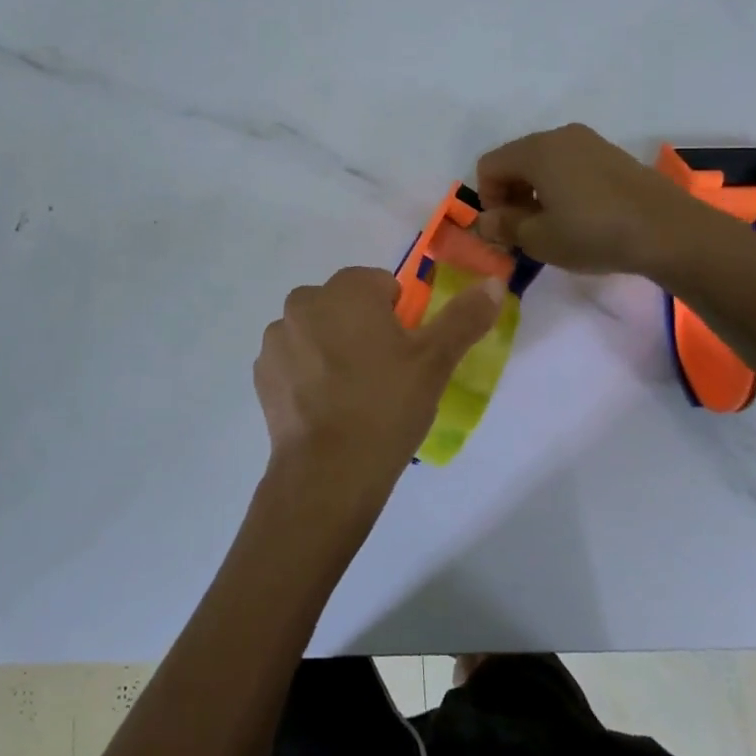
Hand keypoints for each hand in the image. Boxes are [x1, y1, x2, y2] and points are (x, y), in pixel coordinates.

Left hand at [253, 267, 502, 522]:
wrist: (328, 471)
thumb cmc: (386, 405)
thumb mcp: (435, 361)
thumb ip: (464, 317)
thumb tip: (494, 283)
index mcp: (345, 290)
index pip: (379, 285)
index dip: (398, 317)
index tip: (404, 354)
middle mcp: (303, 302)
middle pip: (344, 306)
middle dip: (362, 330)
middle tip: (383, 375)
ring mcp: (277, 338)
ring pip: (316, 332)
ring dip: (331, 349)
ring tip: (352, 397)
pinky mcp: (262, 373)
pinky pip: (294, 361)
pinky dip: (307, 374)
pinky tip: (325, 408)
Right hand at [474, 123, 755, 287]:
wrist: (671, 233)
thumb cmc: (594, 234)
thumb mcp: (539, 239)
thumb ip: (504, 227)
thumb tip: (486, 222)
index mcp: (536, 150)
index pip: (489, 166)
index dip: (487, 199)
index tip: (506, 230)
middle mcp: (560, 136)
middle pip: (516, 161)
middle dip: (511, 196)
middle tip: (525, 231)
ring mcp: (590, 142)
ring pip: (544, 163)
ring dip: (537, 193)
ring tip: (554, 226)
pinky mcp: (613, 155)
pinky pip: (571, 166)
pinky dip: (563, 187)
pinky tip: (581, 217)